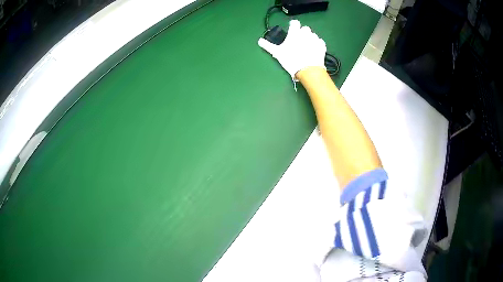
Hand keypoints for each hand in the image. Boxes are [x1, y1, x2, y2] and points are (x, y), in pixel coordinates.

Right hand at [258, 20, 326, 78]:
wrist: (308, 70)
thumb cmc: (291, 60)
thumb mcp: (277, 53)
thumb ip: (268, 46)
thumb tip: (259, 41)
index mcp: (295, 33)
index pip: (295, 22)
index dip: (293, 25)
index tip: (292, 30)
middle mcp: (305, 33)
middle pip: (305, 28)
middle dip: (302, 33)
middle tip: (299, 41)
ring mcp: (315, 39)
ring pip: (312, 35)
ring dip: (310, 39)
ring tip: (306, 47)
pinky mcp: (322, 46)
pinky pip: (319, 42)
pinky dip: (317, 44)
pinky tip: (313, 51)